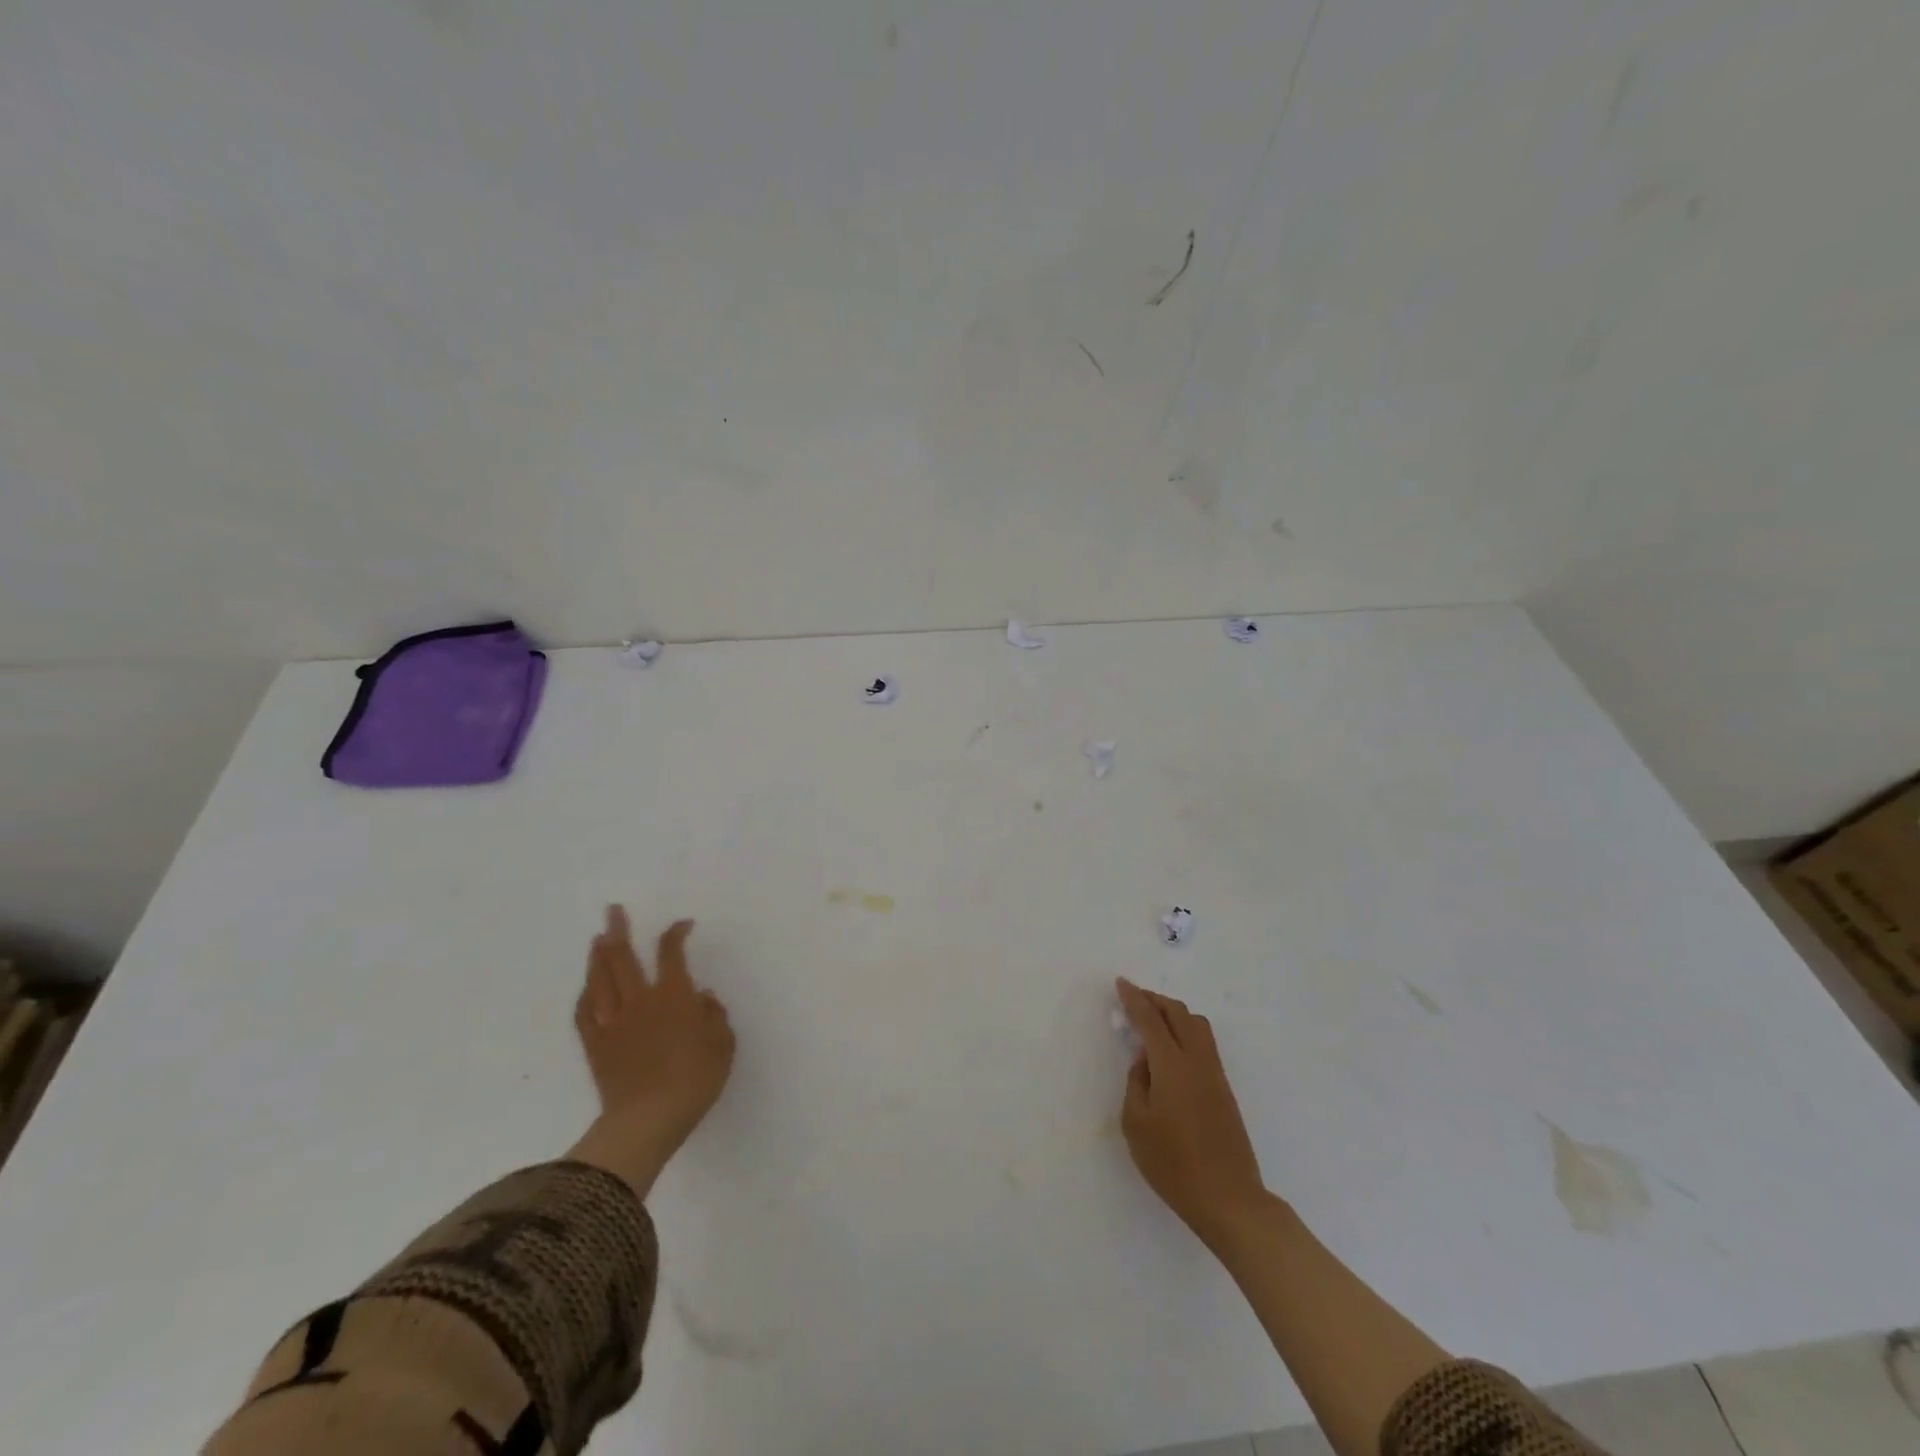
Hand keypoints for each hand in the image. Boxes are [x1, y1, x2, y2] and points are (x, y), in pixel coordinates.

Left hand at [569, 907, 735, 1195]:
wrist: (648, 1120)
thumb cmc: (695, 1080)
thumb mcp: (723, 1045)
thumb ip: (714, 1015)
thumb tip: (701, 998)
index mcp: (673, 996)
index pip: (671, 953)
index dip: (676, 933)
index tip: (683, 925)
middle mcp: (640, 1000)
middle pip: (623, 957)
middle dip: (618, 930)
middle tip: (613, 910)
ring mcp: (613, 1022)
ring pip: (600, 980)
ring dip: (597, 956)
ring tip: (597, 939)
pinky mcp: (596, 1046)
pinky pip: (584, 1014)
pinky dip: (585, 995)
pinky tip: (587, 988)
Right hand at [1116, 977, 1266, 1247]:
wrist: (1228, 1199)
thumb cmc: (1173, 1164)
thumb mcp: (1136, 1124)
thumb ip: (1136, 1082)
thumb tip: (1145, 1060)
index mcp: (1172, 1065)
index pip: (1150, 1019)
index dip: (1134, 998)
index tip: (1121, 982)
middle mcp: (1197, 1060)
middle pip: (1179, 1013)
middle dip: (1155, 1000)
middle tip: (1134, 997)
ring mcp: (1215, 1074)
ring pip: (1197, 1024)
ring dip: (1174, 1013)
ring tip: (1153, 1019)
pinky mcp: (1224, 1089)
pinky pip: (1204, 1042)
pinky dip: (1186, 1030)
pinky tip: (1172, 1047)